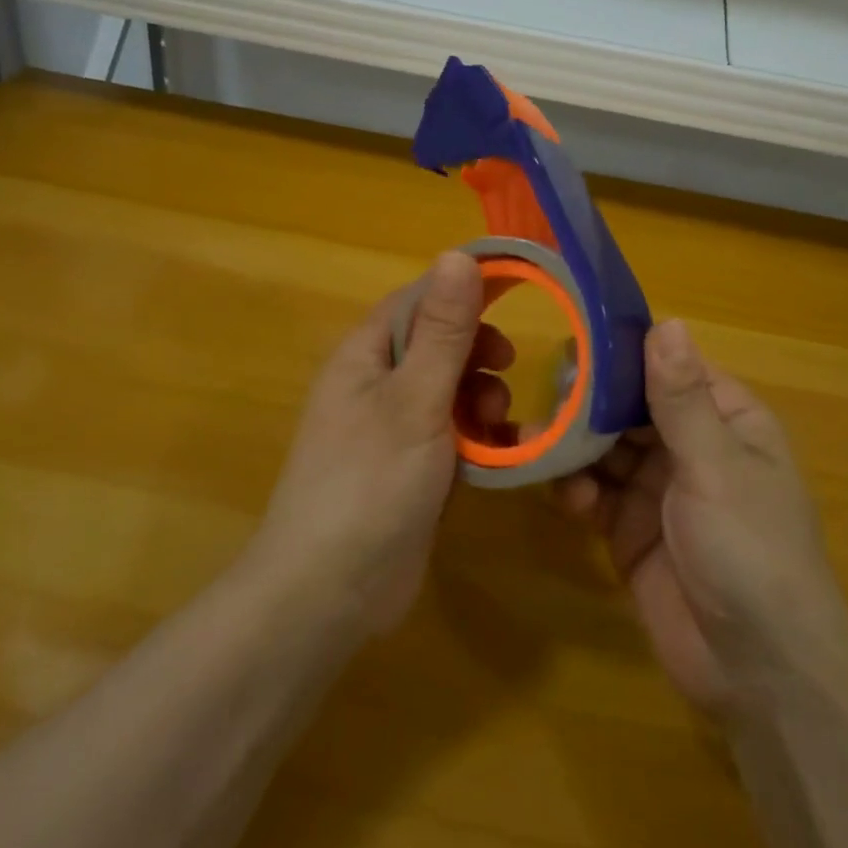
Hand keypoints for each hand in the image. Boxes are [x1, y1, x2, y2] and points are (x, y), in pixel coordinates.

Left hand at [251, 253, 512, 635]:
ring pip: (449, 390)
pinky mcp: (408, 468)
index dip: (465, 288)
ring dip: (481, 397)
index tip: (518, 289)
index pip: (419, 298)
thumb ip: (443, 330)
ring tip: (498, 421)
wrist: (328, 592)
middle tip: (506, 368)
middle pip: (437, 343)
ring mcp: (391, 428)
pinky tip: (501, 455)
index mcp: (365, 354)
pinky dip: (477, 437)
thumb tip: (457, 255)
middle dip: (477, 352)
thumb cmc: (370, 482)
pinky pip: (451, 434)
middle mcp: (375, 383)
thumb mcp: (415, 399)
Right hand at [555, 320, 847, 715]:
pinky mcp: (628, 529)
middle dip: (590, 402)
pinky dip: (576, 489)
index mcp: (725, 420)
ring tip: (539, 441)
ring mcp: (656, 489)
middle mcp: (689, 446)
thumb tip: (666, 321)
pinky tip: (568, 498)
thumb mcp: (717, 467)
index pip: (668, 368)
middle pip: (629, 406)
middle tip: (546, 397)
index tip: (575, 339)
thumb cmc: (752, 551)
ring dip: (575, 445)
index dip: (625, 354)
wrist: (758, 674)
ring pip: (604, 447)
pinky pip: (593, 493)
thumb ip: (682, 399)